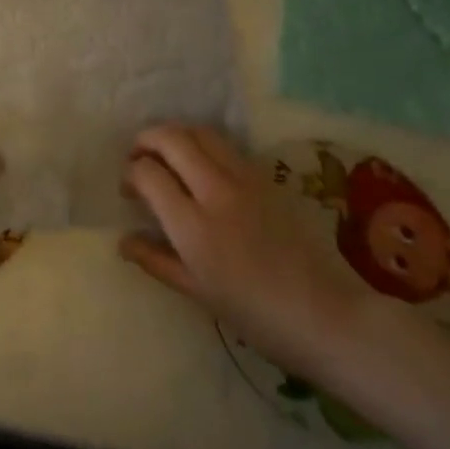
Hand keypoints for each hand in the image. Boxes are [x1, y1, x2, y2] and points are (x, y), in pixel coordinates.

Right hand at [120, 125, 377, 381]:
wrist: (327, 315)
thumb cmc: (257, 316)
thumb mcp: (198, 293)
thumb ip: (156, 260)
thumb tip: (123, 241)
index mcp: (193, 226)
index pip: (148, 174)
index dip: (131, 174)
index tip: (129, 189)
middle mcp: (215, 191)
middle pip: (171, 138)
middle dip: (146, 139)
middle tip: (138, 157)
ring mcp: (244, 179)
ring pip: (200, 132)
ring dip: (176, 135)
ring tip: (168, 155)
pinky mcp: (267, 177)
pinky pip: (226, 146)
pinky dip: (203, 144)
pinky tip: (202, 166)